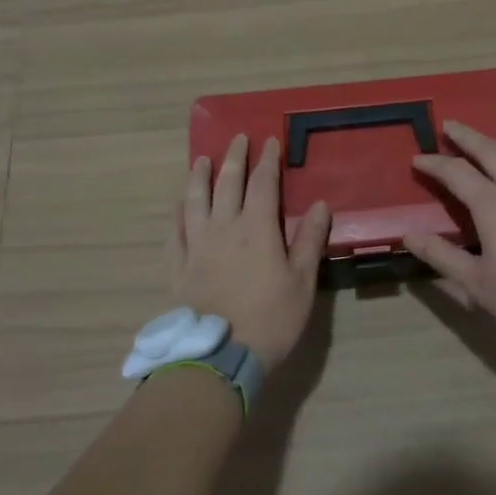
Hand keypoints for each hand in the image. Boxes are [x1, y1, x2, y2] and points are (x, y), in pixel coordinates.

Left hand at [174, 134, 330, 370]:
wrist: (219, 356)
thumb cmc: (271, 319)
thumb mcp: (302, 282)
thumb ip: (309, 240)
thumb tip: (321, 204)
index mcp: (257, 229)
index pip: (263, 184)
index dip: (267, 161)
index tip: (269, 141)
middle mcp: (223, 228)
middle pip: (227, 184)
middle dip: (233, 158)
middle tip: (236, 138)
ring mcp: (196, 246)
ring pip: (195, 201)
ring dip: (199, 177)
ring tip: (200, 160)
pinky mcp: (178, 267)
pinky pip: (174, 231)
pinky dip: (177, 213)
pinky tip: (178, 204)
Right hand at [405, 121, 495, 345]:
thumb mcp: (476, 284)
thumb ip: (441, 256)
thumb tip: (409, 235)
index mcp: (493, 205)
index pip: (456, 172)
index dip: (434, 163)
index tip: (417, 158)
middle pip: (490, 150)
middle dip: (467, 136)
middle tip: (450, 124)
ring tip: (485, 141)